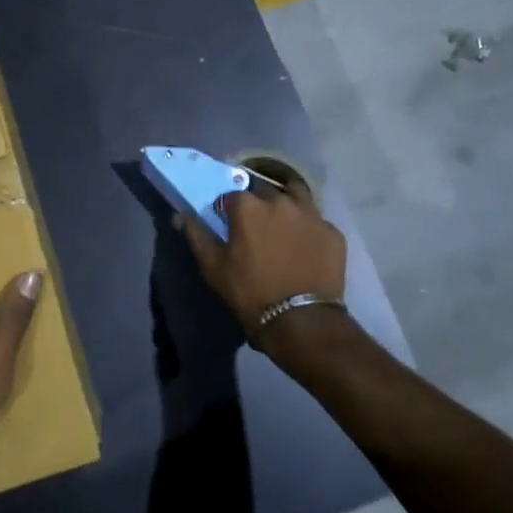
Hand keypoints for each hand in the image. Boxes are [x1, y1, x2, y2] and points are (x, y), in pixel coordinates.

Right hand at [179, 180, 346, 343]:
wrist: (301, 321)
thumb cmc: (250, 292)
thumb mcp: (213, 267)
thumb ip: (196, 235)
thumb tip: (180, 215)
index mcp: (248, 206)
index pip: (231, 196)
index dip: (228, 211)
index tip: (229, 228)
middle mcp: (280, 200)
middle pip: (264, 191)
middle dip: (258, 204)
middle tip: (256, 229)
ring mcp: (311, 214)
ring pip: (296, 196)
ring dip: (286, 206)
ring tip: (283, 227)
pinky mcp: (333, 232)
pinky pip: (316, 222)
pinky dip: (308, 229)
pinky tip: (305, 247)